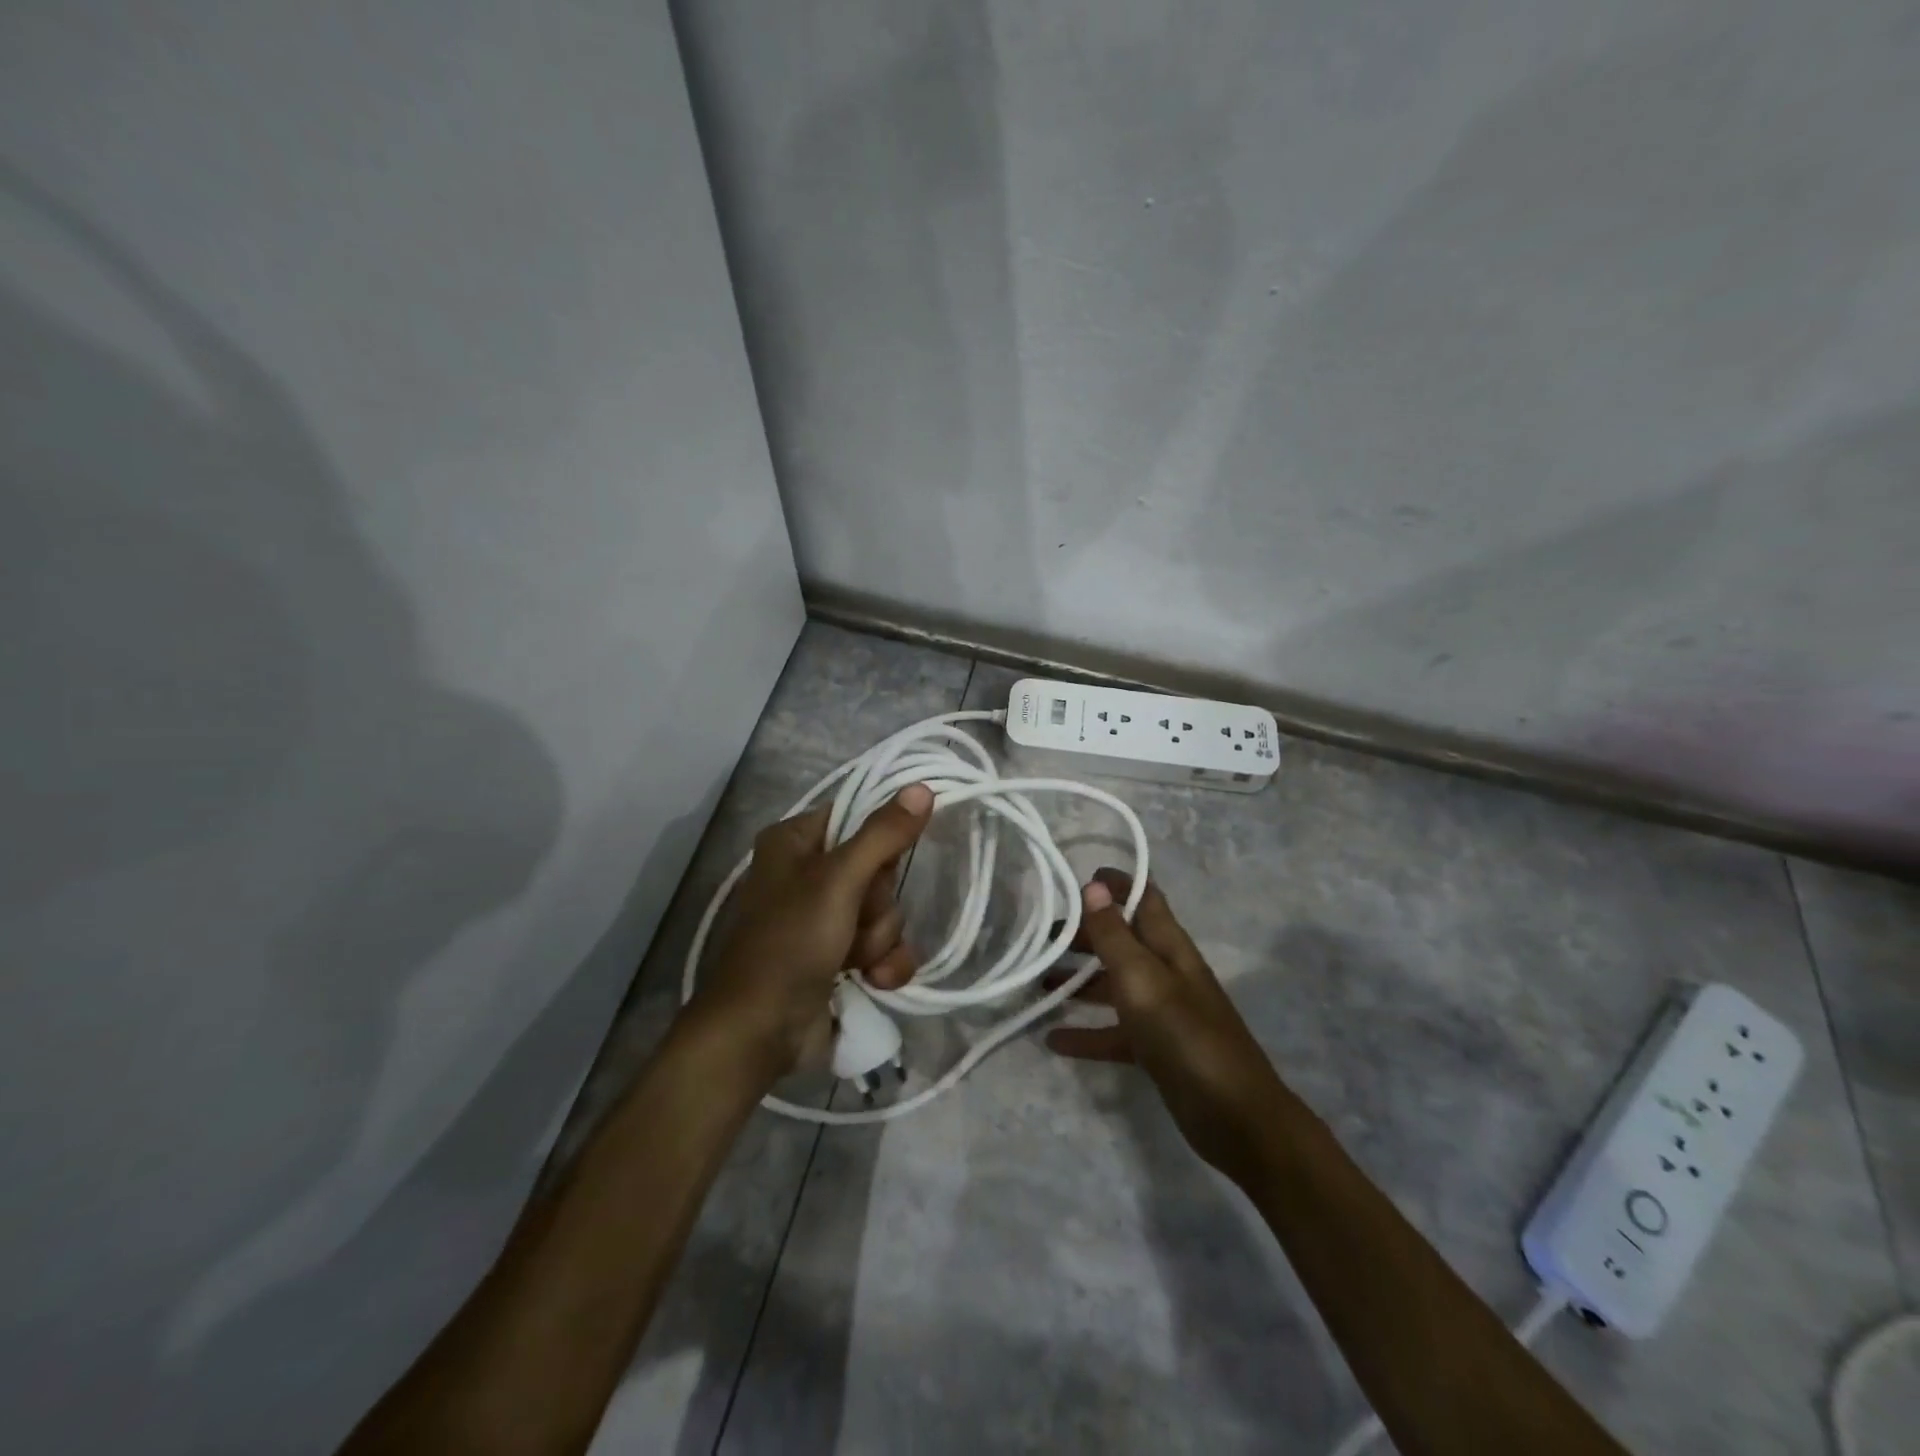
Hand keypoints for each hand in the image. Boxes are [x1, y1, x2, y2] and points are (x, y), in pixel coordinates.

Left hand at [688, 785, 933, 1081]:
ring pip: (885, 911)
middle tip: (856, 919)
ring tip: (855, 960)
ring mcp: (824, 917)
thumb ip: (882, 835)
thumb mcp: (838, 881)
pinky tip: (874, 980)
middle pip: (878, 869)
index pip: (857, 816)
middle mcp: (808, 873)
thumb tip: (922, 787)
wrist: (760, 1030)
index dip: (879, 840)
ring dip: (879, 939)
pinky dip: (883, 963)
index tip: (888, 859)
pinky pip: (883, 945)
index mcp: (795, 841)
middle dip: (878, 904)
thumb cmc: (790, 942)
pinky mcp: (839, 956)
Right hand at [1046, 869, 1285, 1177]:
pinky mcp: (1155, 1050)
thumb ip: (1115, 935)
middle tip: (1042, 937)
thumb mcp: (1142, 979)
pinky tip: (1052, 1041)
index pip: (1145, 898)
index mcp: (1169, 947)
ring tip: (1037, 983)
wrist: (1235, 1117)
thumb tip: (1094, 886)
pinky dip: (1085, 1033)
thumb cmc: (1185, 1036)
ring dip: (1078, 981)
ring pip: (1113, 985)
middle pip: (1122, 940)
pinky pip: (1113, 1032)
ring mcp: (1162, 1013)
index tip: (1078, 878)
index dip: (1118, 883)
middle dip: (1085, 933)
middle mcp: (1165, 972)